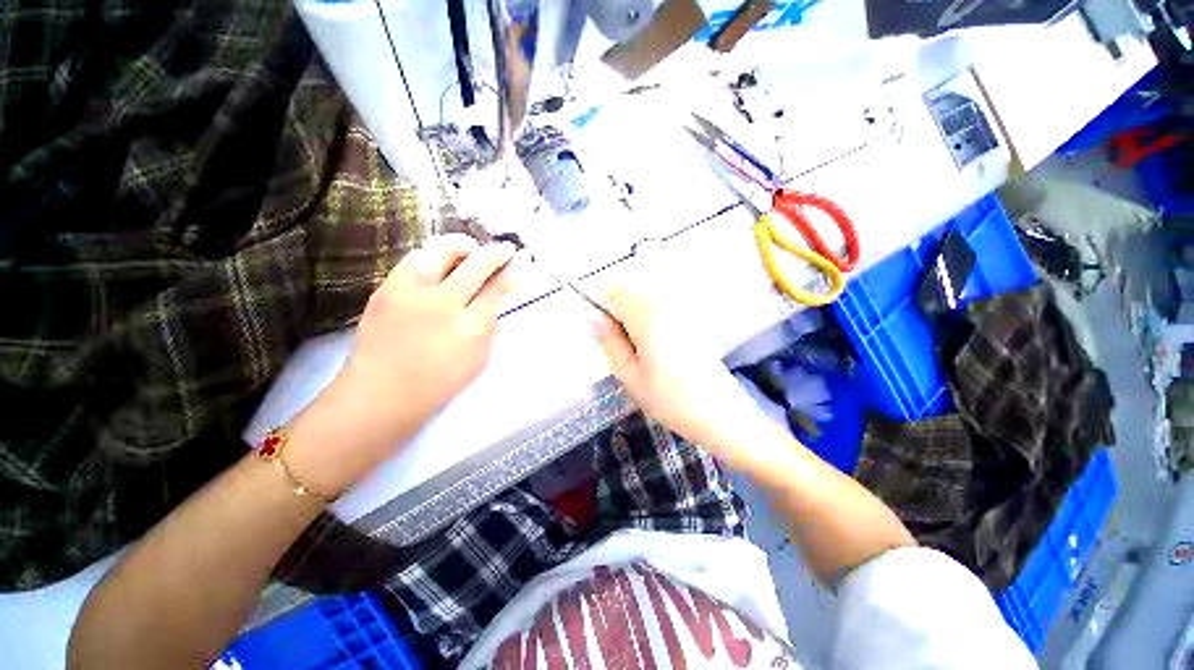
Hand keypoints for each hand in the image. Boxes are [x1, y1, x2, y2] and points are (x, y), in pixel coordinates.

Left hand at [287, 235, 518, 494]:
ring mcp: (411, 293)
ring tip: (471, 251)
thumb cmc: (438, 383)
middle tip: (504, 250)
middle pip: (476, 264)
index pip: (496, 288)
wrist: (381, 394)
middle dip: (495, 253)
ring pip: (442, 250)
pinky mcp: (386, 288)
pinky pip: (415, 259)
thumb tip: (496, 296)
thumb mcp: (479, 359)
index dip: (509, 272)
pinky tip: (441, 264)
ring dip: (463, 246)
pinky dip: (435, 255)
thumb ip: (489, 325)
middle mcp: (443, 304)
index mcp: (471, 327)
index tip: (518, 262)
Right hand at [593, 284, 770, 464]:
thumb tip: (592, 318)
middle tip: (613, 343)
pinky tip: (651, 348)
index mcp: (647, 318)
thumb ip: (609, 342)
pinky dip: (646, 320)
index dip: (598, 302)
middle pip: (631, 292)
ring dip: (630, 315)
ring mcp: (681, 313)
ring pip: (645, 300)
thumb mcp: (629, 376)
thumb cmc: (670, 400)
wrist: (720, 415)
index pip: (615, 292)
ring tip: (632, 349)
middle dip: (614, 309)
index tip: (593, 324)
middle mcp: (665, 307)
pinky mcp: (691, 322)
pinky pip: (660, 309)